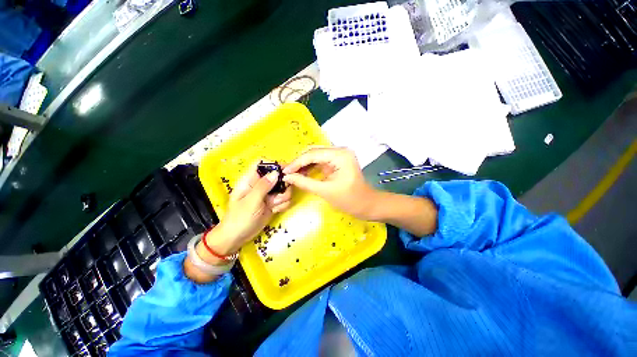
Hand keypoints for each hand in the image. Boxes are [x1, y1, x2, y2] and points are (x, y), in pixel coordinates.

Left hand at [206, 164, 291, 255]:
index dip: (275, 165)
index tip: (285, 172)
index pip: (263, 164)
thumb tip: (276, 172)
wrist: (237, 238)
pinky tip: (275, 210)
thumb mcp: (251, 201)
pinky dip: (283, 205)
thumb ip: (263, 186)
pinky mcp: (273, 203)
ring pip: (284, 188)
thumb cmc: (239, 219)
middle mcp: (260, 185)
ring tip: (274, 205)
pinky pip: (284, 199)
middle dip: (283, 185)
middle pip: (278, 176)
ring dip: (283, 197)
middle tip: (279, 195)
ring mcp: (268, 194)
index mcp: (250, 180)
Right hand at [283, 147, 378, 219]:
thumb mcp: (325, 191)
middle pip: (314, 152)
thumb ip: (304, 182)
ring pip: (316, 155)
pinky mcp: (338, 161)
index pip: (313, 154)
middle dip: (299, 162)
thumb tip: (286, 177)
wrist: (367, 204)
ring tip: (292, 174)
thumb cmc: (350, 200)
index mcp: (340, 155)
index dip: (297, 163)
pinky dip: (311, 167)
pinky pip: (321, 161)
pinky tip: (302, 173)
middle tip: (287, 173)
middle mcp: (340, 150)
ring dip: (304, 164)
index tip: (284, 172)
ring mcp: (340, 155)